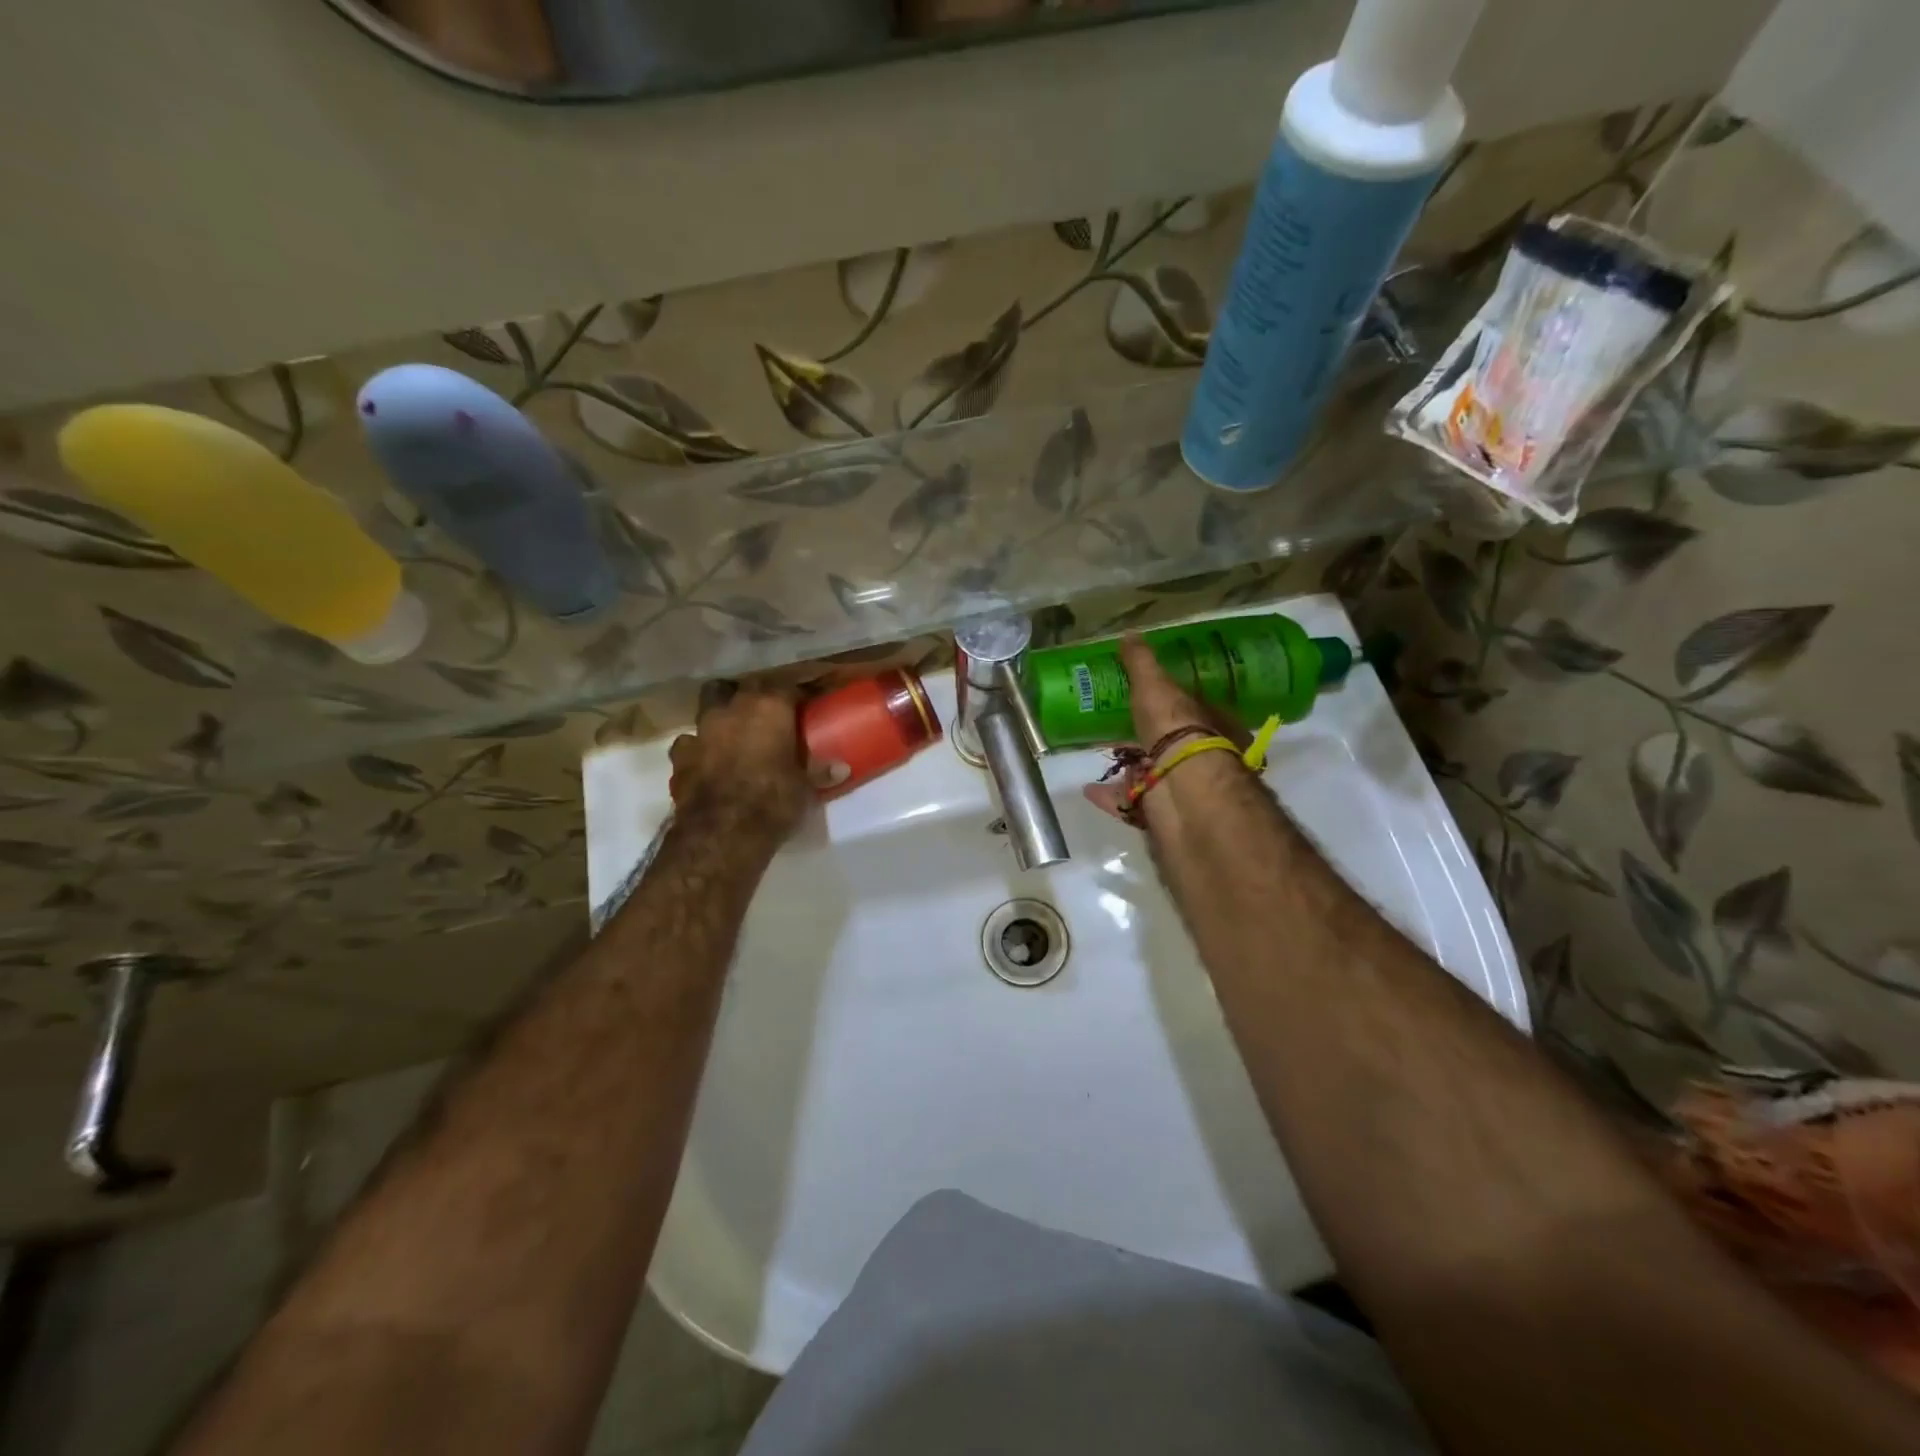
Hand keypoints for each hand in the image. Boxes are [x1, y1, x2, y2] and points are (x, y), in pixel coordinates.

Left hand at [668, 680, 809, 840]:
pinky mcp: (680, 756)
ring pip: (710, 704)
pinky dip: (698, 748)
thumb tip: (842, 769)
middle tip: (769, 713)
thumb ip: (819, 772)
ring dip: (722, 714)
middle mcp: (734, 709)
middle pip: (746, 687)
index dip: (797, 694)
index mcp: (770, 709)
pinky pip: (689, 743)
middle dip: (757, 694)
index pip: (788, 687)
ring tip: (734, 731)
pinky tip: (706, 760)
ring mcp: (702, 730)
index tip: (805, 703)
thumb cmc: (773, 801)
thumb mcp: (805, 788)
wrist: (722, 832)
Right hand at [1084, 636, 1244, 824]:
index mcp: (1211, 724)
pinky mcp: (1159, 811)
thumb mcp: (1156, 685)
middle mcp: (1201, 757)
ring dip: (1129, 768)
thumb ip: (1142, 663)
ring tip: (1103, 755)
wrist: (1182, 785)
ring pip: (1152, 775)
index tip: (1145, 699)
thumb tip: (1129, 634)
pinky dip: (1110, 796)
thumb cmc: (1178, 727)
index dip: (1170, 704)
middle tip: (1119, 727)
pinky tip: (1089, 789)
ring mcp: (1181, 786)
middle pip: (1170, 744)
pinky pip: (1131, 802)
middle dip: (1148, 738)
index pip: (1192, 710)